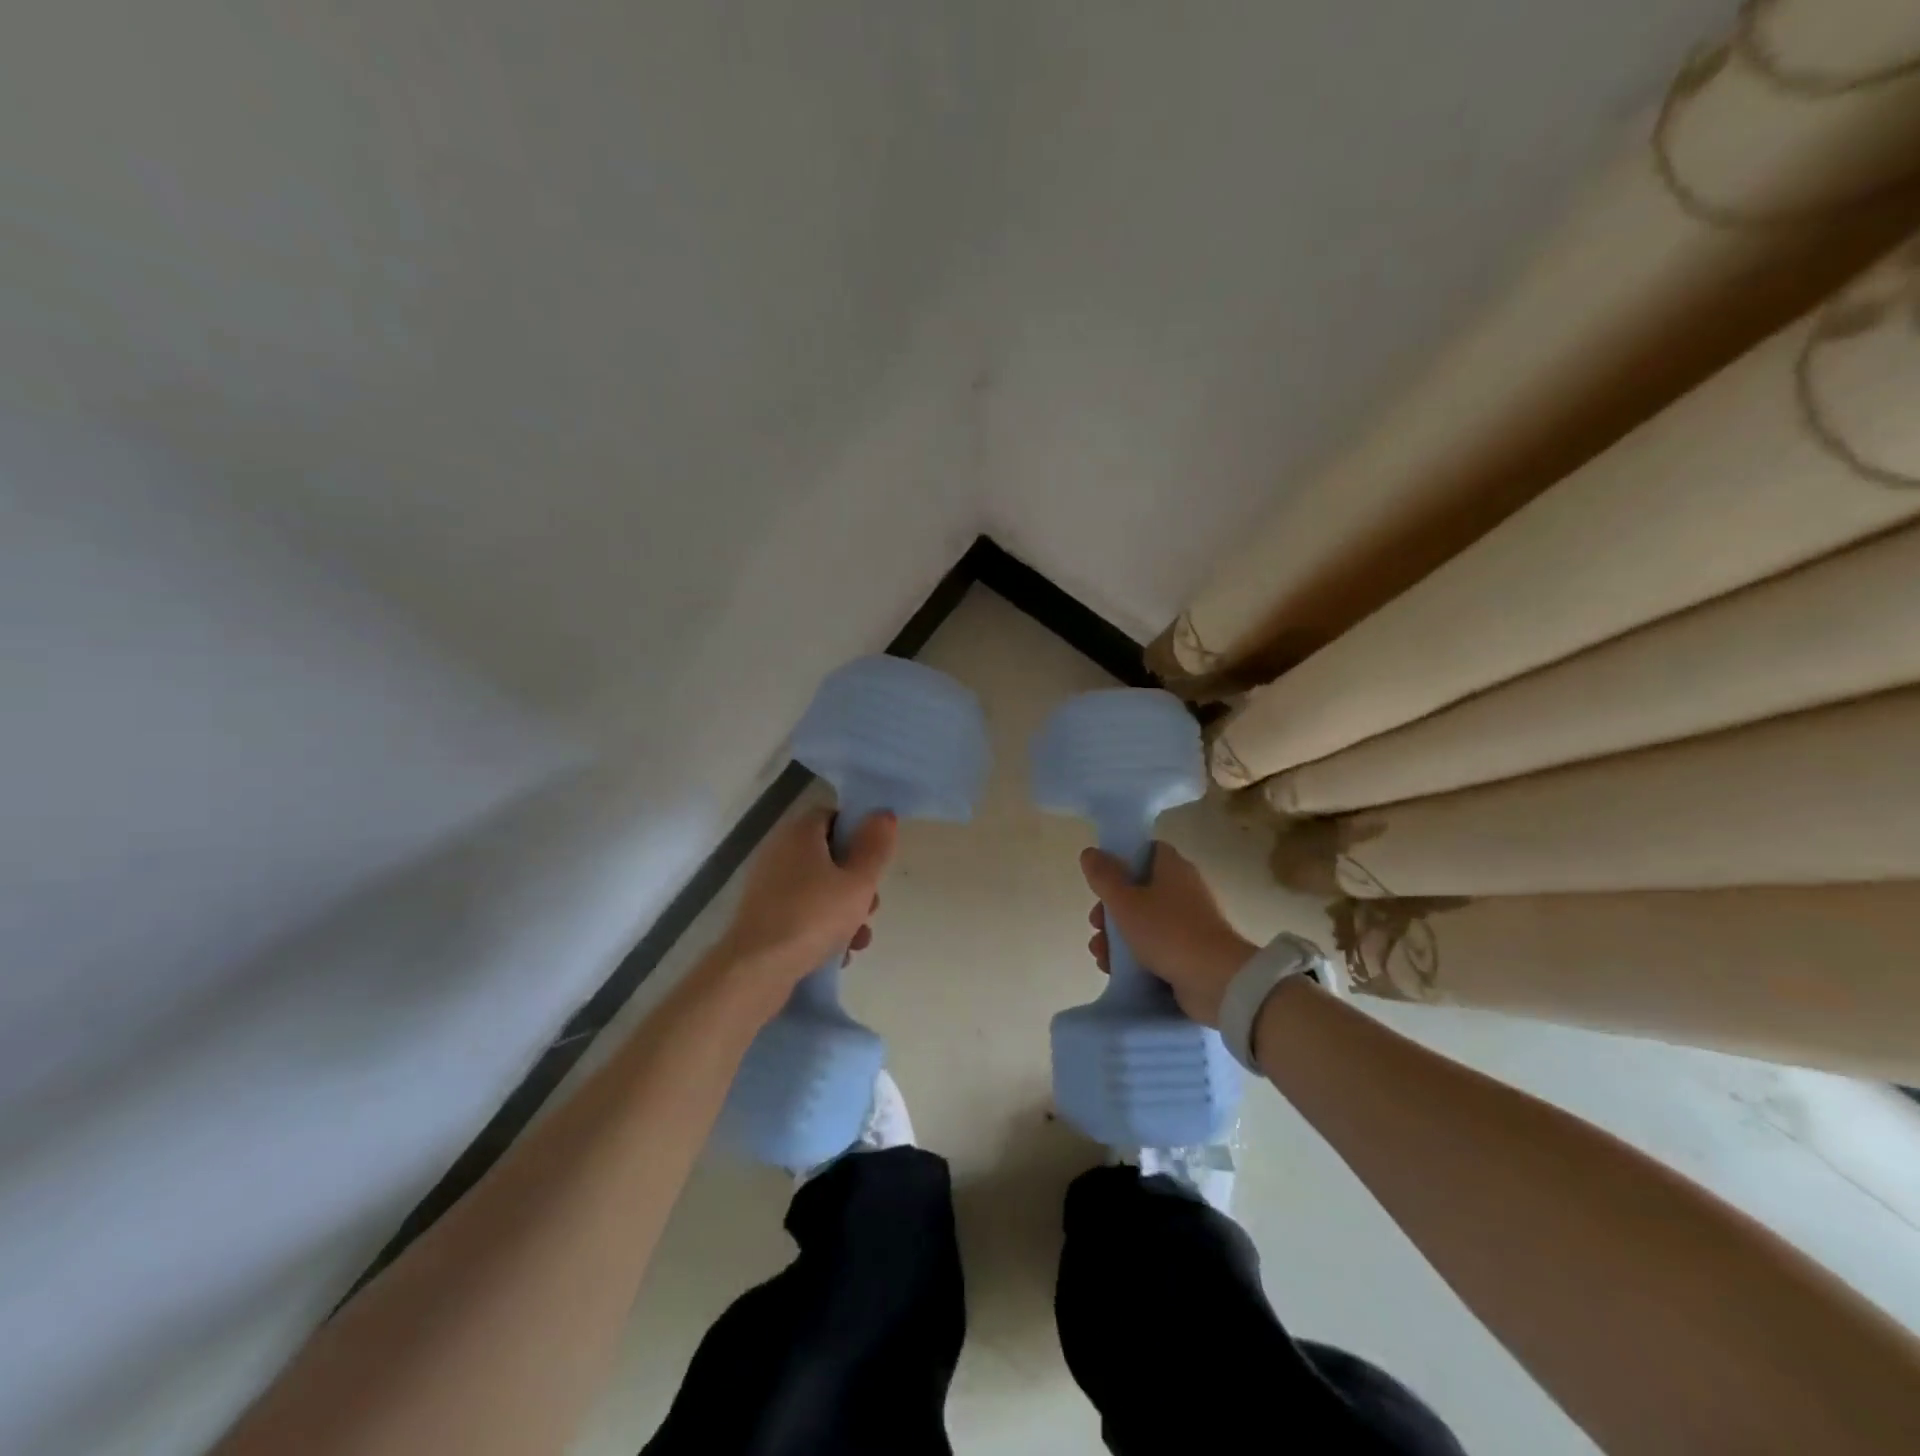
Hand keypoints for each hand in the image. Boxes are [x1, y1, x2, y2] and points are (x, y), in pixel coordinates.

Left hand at [715, 806, 897, 1006]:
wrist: (755, 971)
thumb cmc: (812, 917)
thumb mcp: (858, 882)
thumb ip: (874, 848)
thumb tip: (883, 814)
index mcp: (799, 834)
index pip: (833, 816)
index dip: (859, 833)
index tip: (876, 860)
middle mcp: (779, 852)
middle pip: (829, 856)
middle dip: (856, 882)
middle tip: (871, 907)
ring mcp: (768, 886)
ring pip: (818, 889)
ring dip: (844, 911)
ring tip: (859, 940)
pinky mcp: (763, 917)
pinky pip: (802, 913)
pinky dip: (821, 928)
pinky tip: (837, 955)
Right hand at [1081, 841, 1255, 1026]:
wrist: (1217, 982)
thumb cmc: (1168, 932)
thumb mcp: (1125, 902)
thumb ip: (1104, 876)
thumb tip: (1090, 852)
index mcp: (1172, 868)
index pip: (1145, 851)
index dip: (1120, 861)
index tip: (1101, 880)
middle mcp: (1183, 890)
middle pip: (1138, 889)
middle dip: (1110, 909)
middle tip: (1096, 924)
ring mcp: (1188, 923)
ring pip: (1143, 921)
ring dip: (1116, 937)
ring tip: (1101, 956)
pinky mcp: (1190, 952)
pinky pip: (1155, 947)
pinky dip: (1134, 955)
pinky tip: (1114, 970)